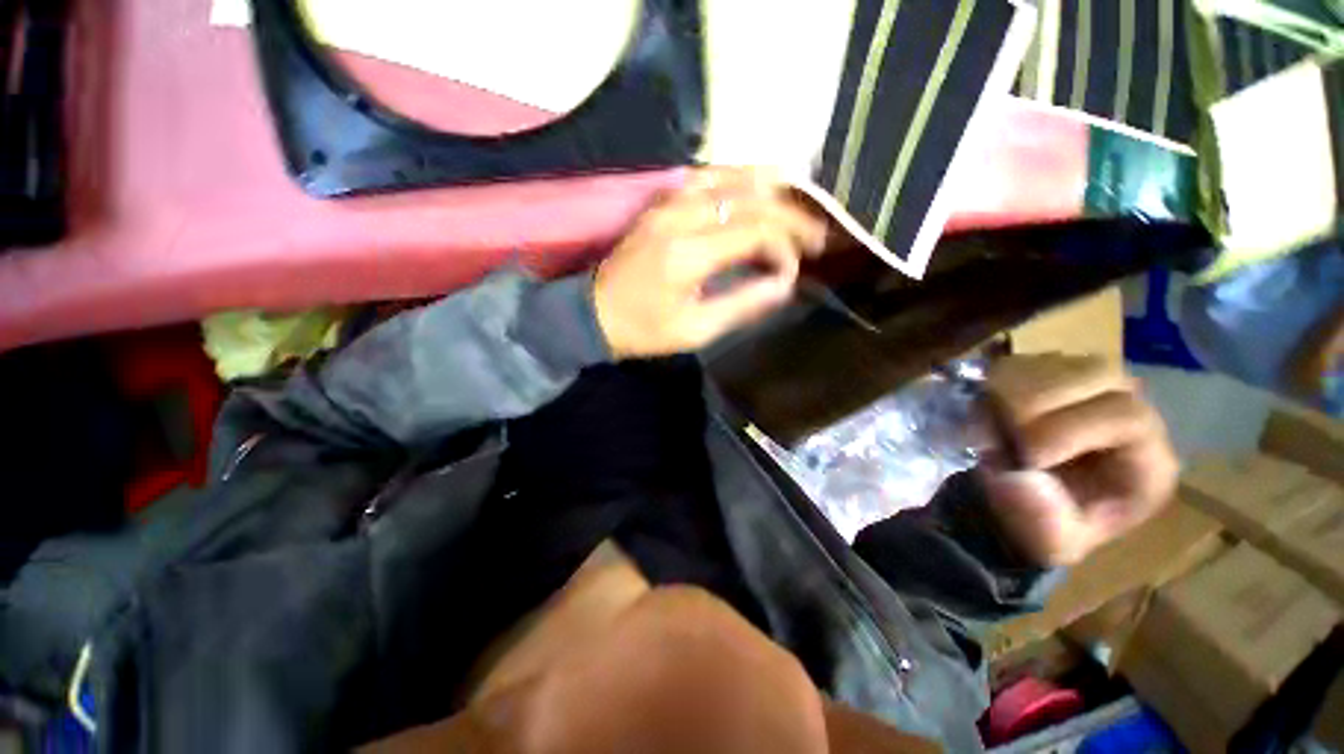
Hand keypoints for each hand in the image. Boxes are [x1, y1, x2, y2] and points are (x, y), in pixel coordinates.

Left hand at [593, 168, 827, 358]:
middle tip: (813, 232)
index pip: (754, 231)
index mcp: (689, 254)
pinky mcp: (659, 204)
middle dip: (788, 214)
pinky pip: (702, 177)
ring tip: (797, 192)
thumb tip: (784, 283)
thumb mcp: (695, 330)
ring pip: (727, 176)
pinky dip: (733, 176)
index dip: (784, 245)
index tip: (797, 267)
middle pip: (747, 199)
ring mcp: (666, 205)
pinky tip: (752, 182)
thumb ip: (742, 304)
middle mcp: (680, 218)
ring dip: (766, 183)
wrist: (594, 314)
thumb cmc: (643, 330)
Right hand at [979, 354, 1178, 566]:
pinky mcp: (1046, 377)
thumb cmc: (1042, 527)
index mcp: (1145, 461)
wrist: (1017, 505)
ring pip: (1058, 361)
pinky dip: (996, 380)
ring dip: (1012, 389)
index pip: (1128, 417)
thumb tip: (1015, 473)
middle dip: (1038, 401)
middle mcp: (1125, 411)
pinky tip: (983, 405)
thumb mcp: (1050, 542)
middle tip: (998, 430)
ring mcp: (1085, 388)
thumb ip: (1042, 518)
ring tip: (987, 420)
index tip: (1023, 454)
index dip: (1073, 429)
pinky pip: (1024, 361)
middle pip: (1097, 374)